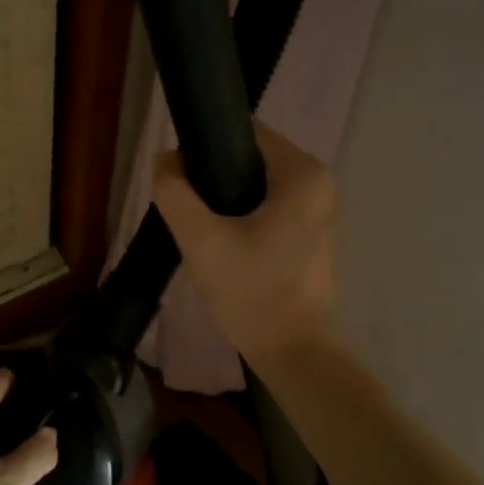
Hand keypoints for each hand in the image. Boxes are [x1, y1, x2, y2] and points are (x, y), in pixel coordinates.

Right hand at [153, 123, 338, 367]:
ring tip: (200, 225)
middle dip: (214, 175)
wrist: (292, 352)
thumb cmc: (251, 291)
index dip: (206, 147)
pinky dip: (242, 214)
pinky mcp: (310, 232)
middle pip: (249, 157)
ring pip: (256, 183)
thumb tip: (165, 159)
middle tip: (187, 207)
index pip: (244, 132)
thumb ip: (175, 192)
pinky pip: (267, 205)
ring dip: (225, 197)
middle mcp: (318, 182)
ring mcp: (317, 209)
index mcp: (302, 173)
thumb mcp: (201, 239)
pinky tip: (222, 241)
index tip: (181, 176)